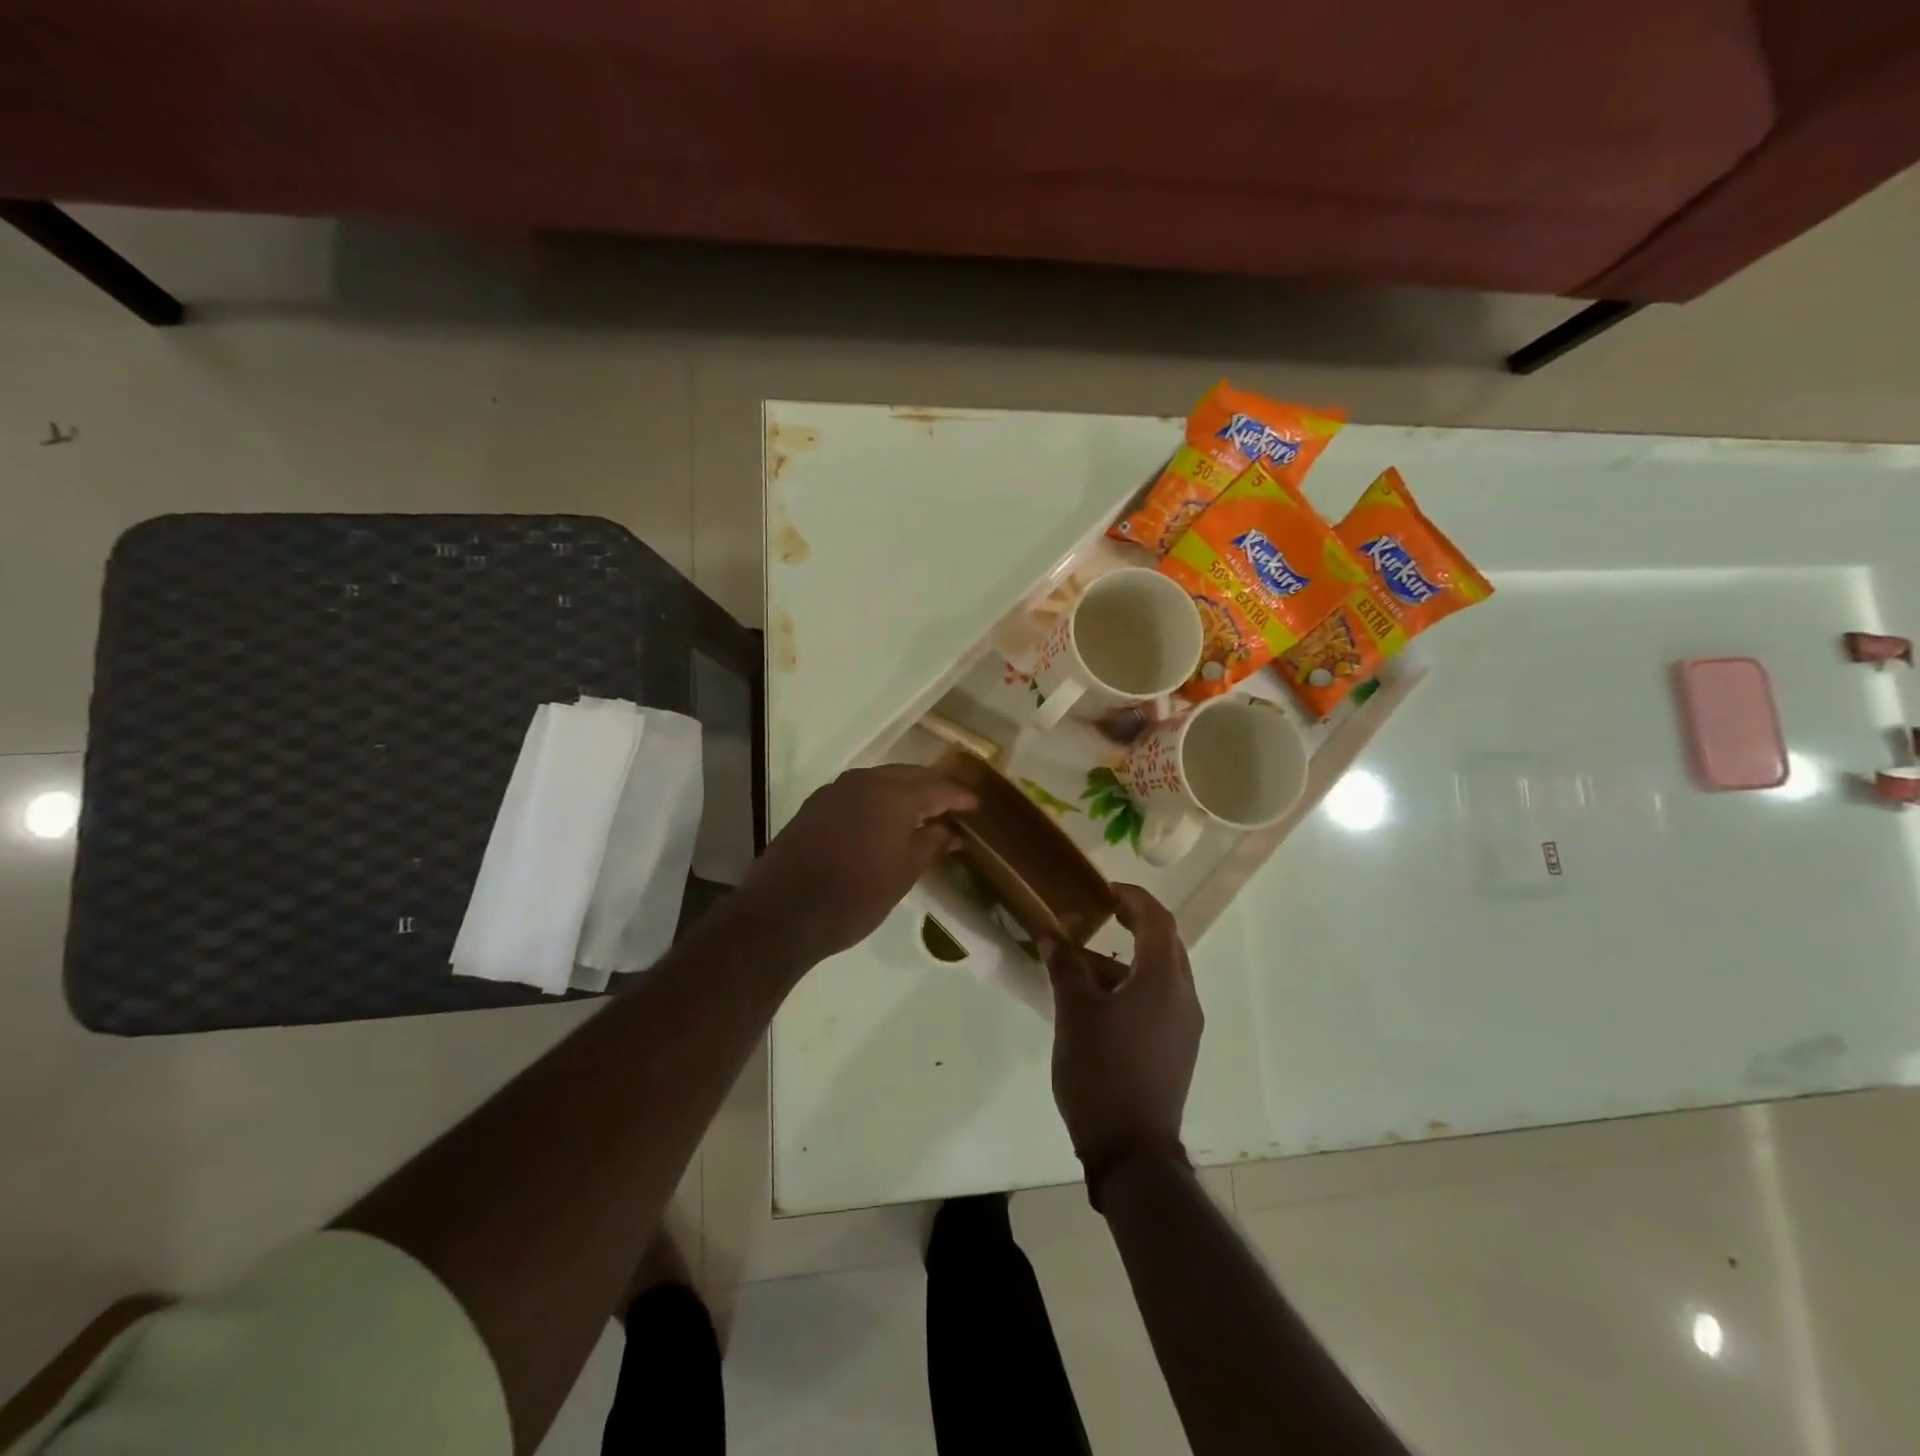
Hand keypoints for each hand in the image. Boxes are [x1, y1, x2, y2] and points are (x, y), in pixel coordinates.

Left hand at [737, 764, 976, 964]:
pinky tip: (885, 819)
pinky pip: (858, 792)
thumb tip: (950, 830)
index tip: (977, 805)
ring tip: (924, 811)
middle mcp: (864, 781)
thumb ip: (931, 844)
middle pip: (909, 775)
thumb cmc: (854, 897)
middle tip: (954, 804)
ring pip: (881, 780)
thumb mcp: (903, 874)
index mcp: (893, 794)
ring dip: (905, 791)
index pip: (937, 787)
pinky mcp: (815, 805)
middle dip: (933, 787)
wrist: (783, 914)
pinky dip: (879, 800)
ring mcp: (835, 790)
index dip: (959, 796)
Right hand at [1046, 884, 1201, 1188]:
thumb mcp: (1074, 1013)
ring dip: (1128, 958)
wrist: (1133, 1151)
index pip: (1157, 919)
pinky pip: (1160, 999)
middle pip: (1165, 943)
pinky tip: (1099, 1000)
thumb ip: (1065, 967)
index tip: (1102, 890)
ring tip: (1084, 962)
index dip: (1132, 897)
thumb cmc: (1102, 1072)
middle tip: (1097, 915)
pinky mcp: (1178, 1048)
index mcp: (1162, 980)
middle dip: (1134, 923)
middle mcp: (1183, 996)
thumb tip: (1052, 936)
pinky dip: (1133, 985)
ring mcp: (1185, 1025)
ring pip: (1161, 973)